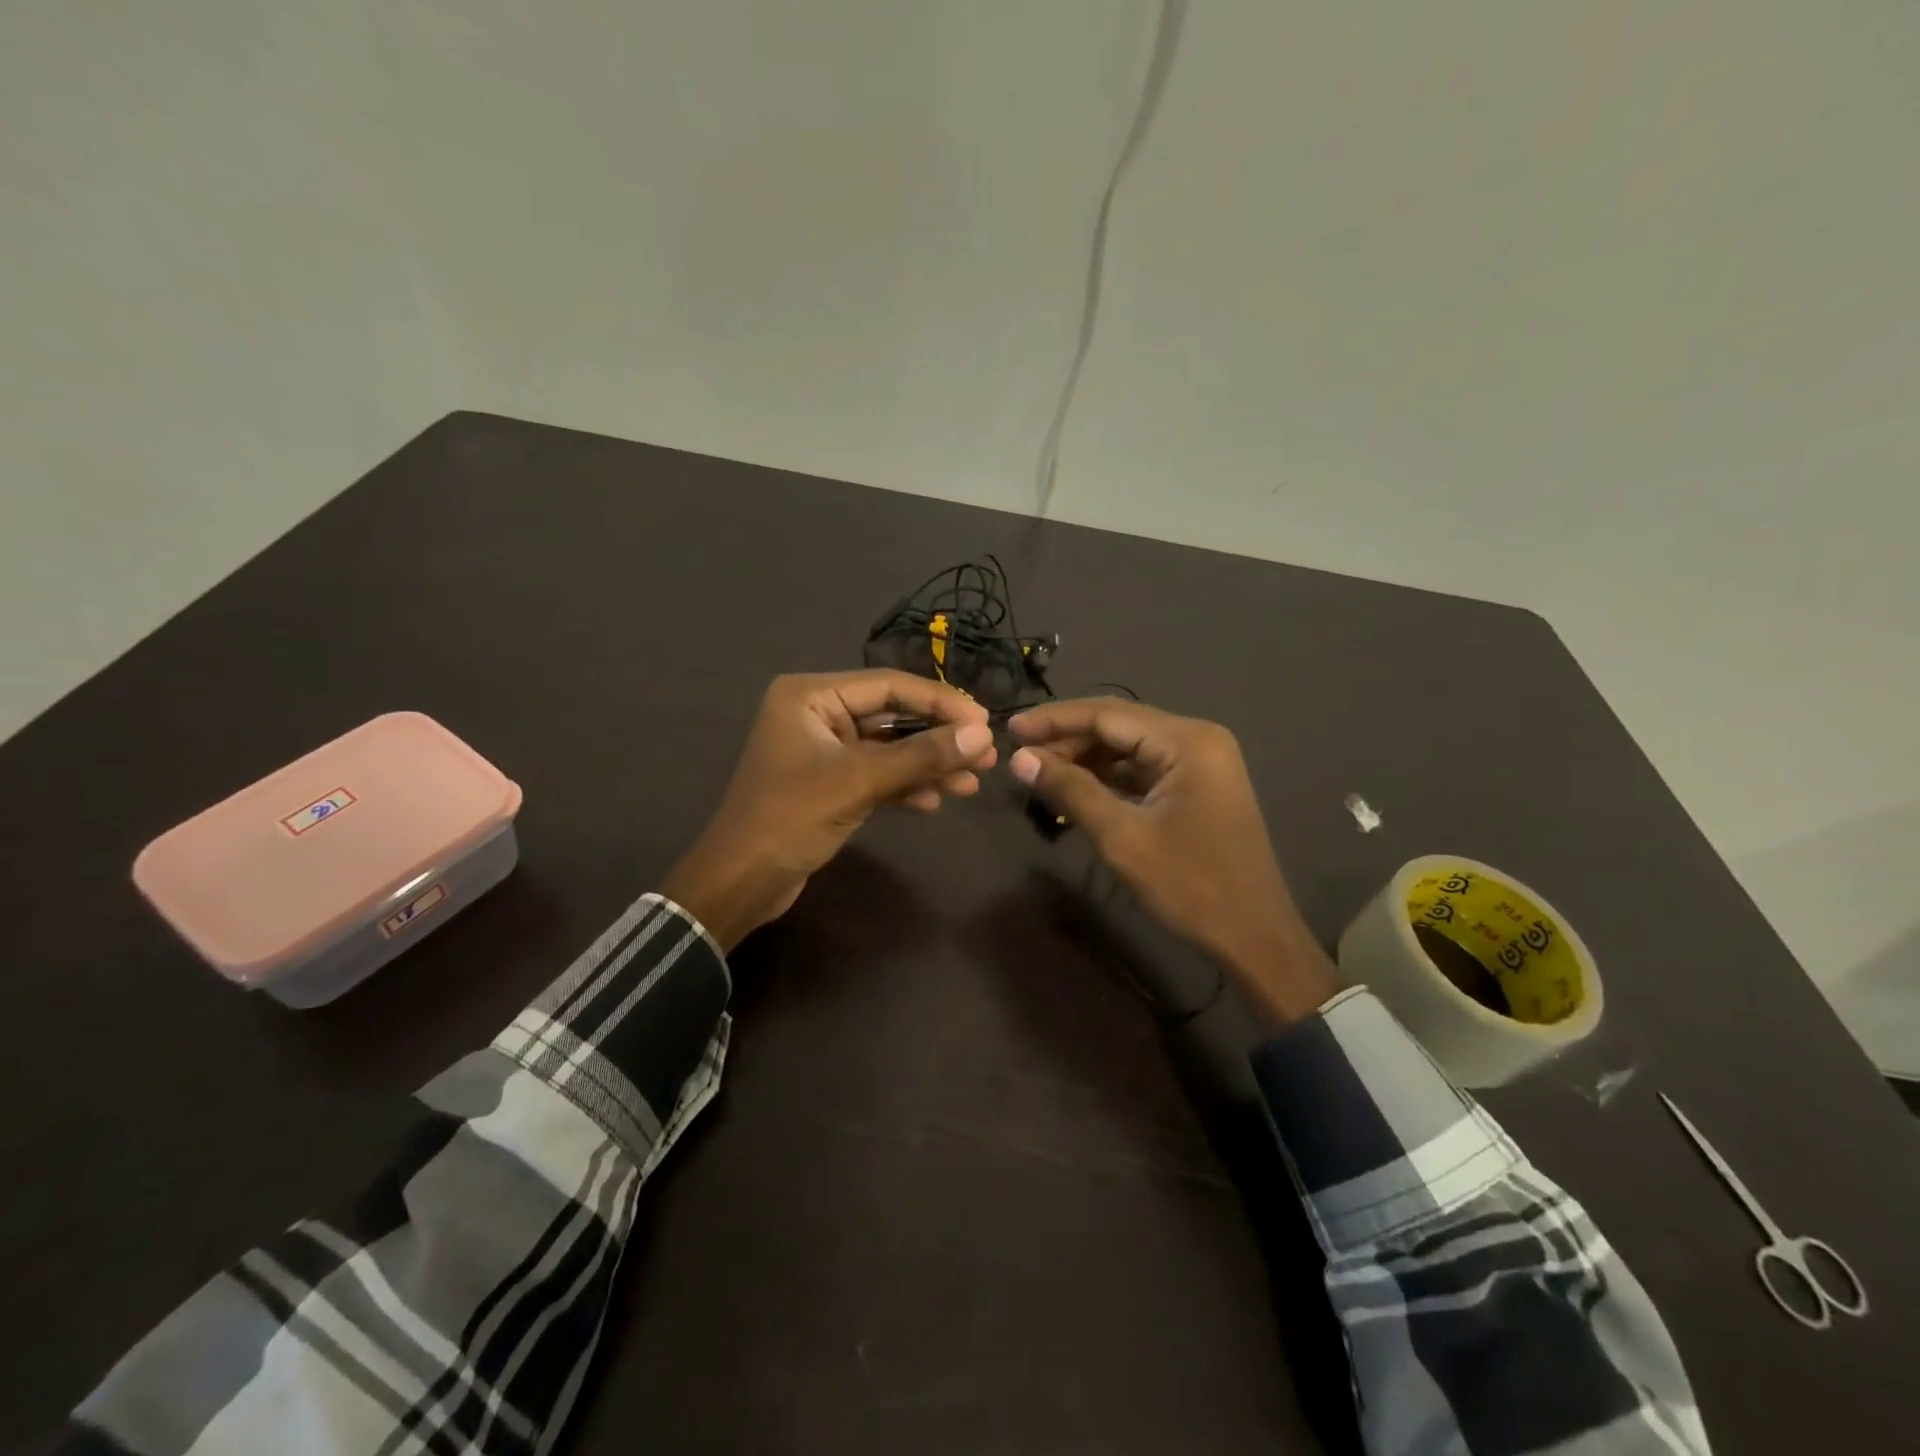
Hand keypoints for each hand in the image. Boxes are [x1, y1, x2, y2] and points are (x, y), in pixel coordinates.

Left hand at [662, 671, 995, 949]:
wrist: (739, 883)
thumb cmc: (789, 819)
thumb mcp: (858, 783)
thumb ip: (921, 757)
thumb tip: (983, 737)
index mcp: (811, 695)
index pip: (889, 686)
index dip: (941, 703)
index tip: (985, 723)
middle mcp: (816, 713)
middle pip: (892, 715)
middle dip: (938, 737)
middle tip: (986, 754)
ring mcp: (823, 749)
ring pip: (888, 748)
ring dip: (928, 764)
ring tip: (973, 782)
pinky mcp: (828, 782)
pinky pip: (876, 773)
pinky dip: (905, 785)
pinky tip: (936, 801)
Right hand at [1007, 698, 1338, 1024]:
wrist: (1255, 937)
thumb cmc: (1190, 886)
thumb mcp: (1122, 837)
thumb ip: (1071, 790)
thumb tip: (1019, 758)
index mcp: (1187, 741)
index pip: (1107, 714)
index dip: (1054, 720)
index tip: (1010, 727)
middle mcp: (1197, 739)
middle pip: (1119, 725)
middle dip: (1068, 739)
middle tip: (1020, 755)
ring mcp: (1201, 762)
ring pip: (1129, 747)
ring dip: (1086, 758)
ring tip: (1040, 772)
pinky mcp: (1198, 786)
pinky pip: (1144, 769)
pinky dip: (1109, 777)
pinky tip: (1076, 788)